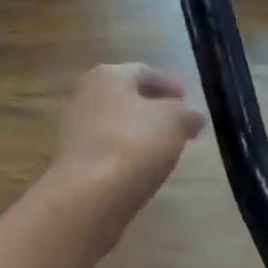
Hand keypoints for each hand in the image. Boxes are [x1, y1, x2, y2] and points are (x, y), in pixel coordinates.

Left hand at [54, 63, 205, 218]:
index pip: (144, 72)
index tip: (187, 98)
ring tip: (163, 147)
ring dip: (138, 132)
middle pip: (126, 97)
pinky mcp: (74, 160)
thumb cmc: (135, 145)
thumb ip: (188, 114)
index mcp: (108, 75)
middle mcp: (85, 95)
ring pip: (115, 124)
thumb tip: (193, 116)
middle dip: (153, 108)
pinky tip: (141, 167)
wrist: (89, 195)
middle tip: (177, 123)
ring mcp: (75, 129)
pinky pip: (107, 149)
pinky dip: (125, 153)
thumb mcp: (176, 122)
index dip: (169, 84)